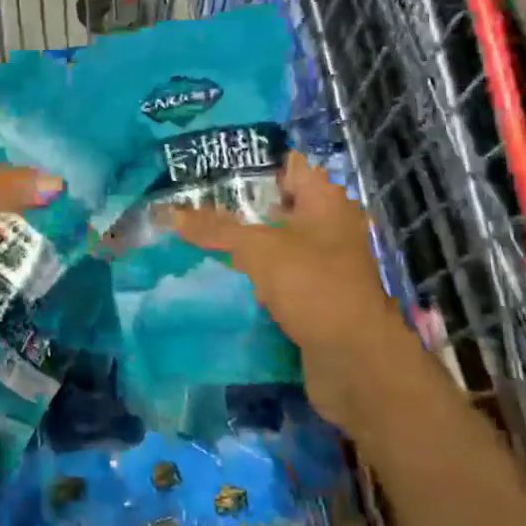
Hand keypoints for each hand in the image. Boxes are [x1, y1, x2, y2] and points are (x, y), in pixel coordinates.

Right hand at [166, 156, 401, 420]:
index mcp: (325, 202)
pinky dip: (253, 273)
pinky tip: (219, 272)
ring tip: (195, 234)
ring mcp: (324, 263)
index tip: (209, 166)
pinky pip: (277, 274)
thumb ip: (216, 229)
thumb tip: (170, 213)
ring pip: (275, 242)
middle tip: (190, 201)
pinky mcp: (315, 296)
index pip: (286, 166)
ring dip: (242, 241)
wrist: (355, 361)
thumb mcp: (258, 250)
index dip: (250, 164)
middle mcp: (329, 226)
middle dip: (237, 205)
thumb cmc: (313, 286)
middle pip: (277, 205)